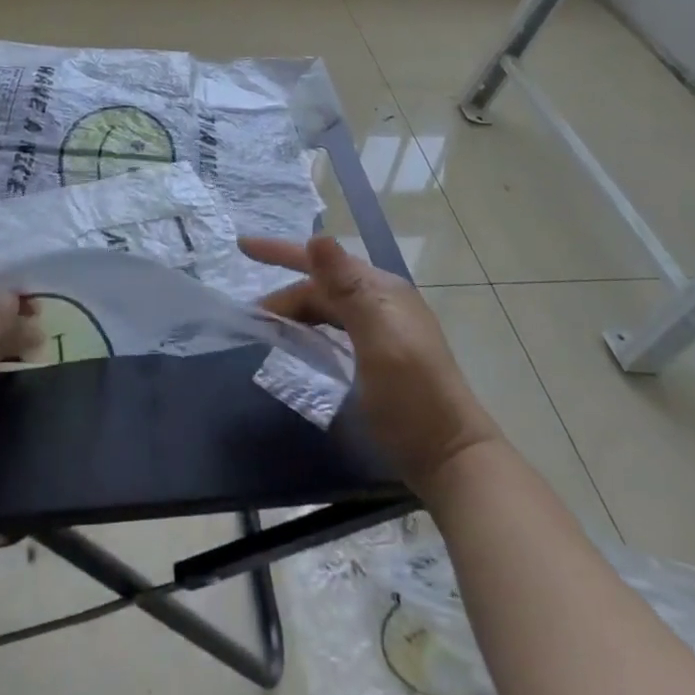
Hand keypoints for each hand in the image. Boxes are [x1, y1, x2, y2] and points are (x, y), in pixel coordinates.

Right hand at [245, 235, 501, 497]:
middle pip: (322, 287)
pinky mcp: (383, 355)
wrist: (452, 458)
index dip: (281, 251)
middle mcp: (383, 301)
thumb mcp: (377, 340)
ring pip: (329, 308)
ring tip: (268, 330)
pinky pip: (337, 329)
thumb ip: (347, 289)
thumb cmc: (411, 399)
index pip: (322, 261)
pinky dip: (313, 330)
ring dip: (297, 313)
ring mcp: (386, 329)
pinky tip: (302, 346)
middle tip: (252, 318)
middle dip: (285, 296)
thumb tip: (317, 237)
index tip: (243, 246)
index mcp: (381, 291)